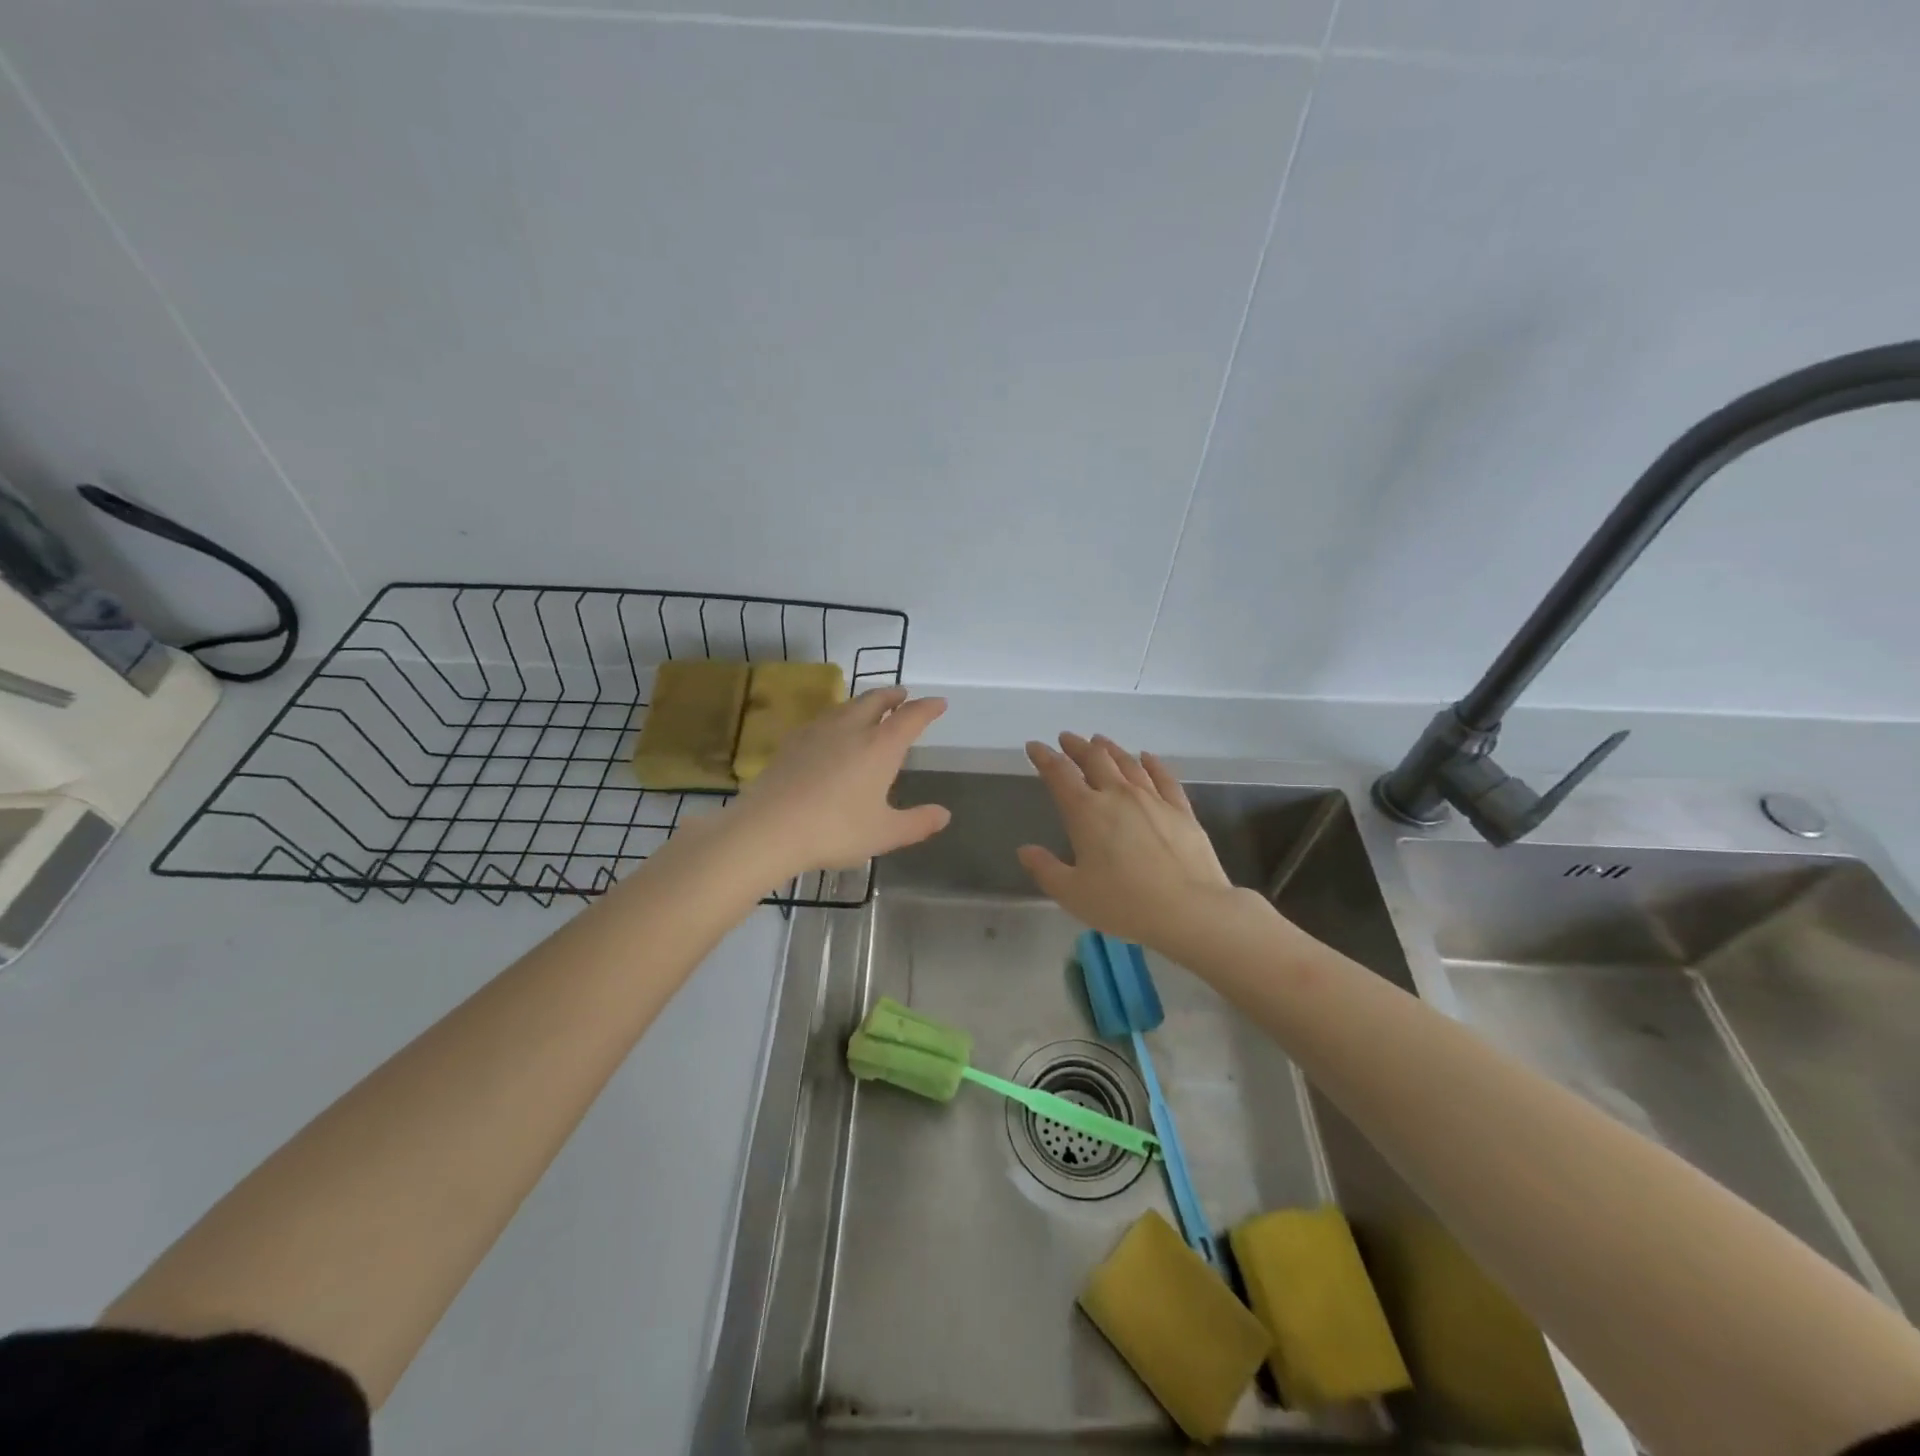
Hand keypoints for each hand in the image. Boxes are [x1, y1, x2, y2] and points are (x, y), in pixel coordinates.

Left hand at [729, 686, 950, 877]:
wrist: (769, 828)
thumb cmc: (835, 830)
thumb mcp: (884, 833)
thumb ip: (917, 823)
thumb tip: (944, 814)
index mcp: (880, 746)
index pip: (910, 717)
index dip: (927, 709)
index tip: (939, 703)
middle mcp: (851, 729)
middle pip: (875, 700)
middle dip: (892, 695)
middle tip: (902, 695)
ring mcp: (817, 732)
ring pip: (846, 706)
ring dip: (863, 702)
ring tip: (869, 709)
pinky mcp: (791, 742)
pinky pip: (822, 720)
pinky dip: (837, 718)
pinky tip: (830, 732)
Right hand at [1018, 733, 1236, 952]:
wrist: (1189, 909)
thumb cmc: (1123, 903)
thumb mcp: (1072, 893)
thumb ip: (1045, 869)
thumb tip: (1025, 850)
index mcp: (1086, 812)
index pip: (1059, 774)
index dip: (1044, 757)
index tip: (1035, 746)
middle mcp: (1118, 795)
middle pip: (1094, 759)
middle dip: (1077, 746)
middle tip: (1067, 738)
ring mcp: (1152, 799)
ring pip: (1127, 763)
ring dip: (1110, 749)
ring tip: (1099, 741)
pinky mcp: (1181, 810)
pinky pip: (1163, 777)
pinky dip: (1152, 763)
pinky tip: (1146, 757)